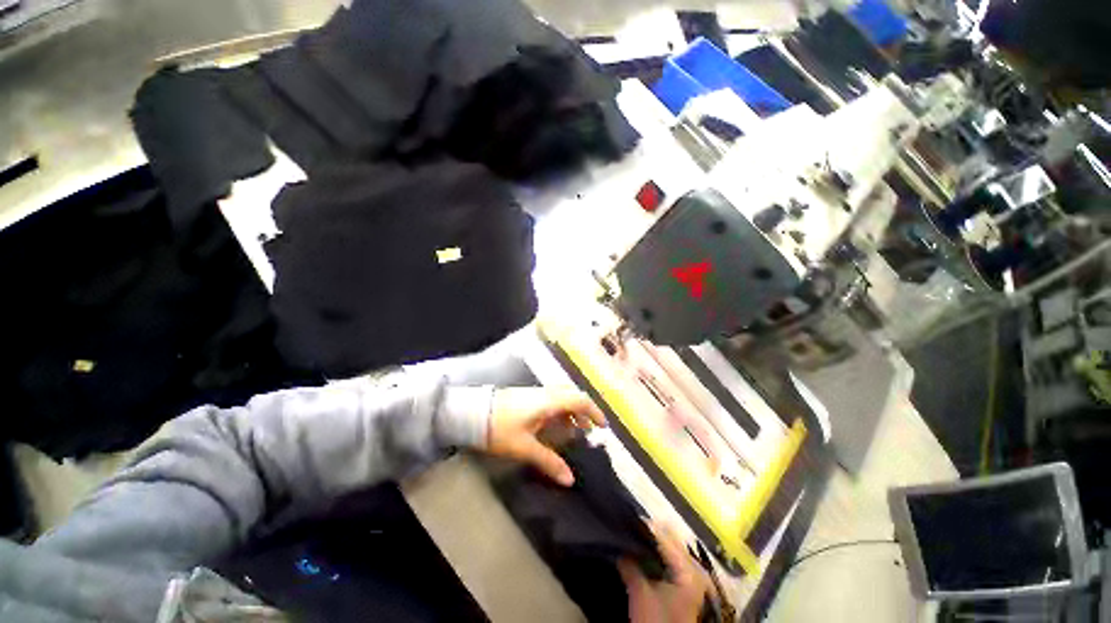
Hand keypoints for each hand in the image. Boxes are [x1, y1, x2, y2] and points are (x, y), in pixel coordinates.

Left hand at [487, 387, 605, 485]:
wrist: (472, 413)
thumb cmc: (500, 428)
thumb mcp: (525, 448)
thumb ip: (548, 461)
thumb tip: (570, 480)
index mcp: (549, 402)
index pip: (579, 400)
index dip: (594, 411)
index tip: (603, 426)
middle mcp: (545, 394)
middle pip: (572, 395)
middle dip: (584, 411)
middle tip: (589, 429)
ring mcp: (535, 393)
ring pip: (562, 397)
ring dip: (571, 410)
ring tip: (574, 430)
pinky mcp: (527, 396)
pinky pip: (551, 399)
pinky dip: (560, 410)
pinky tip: (553, 425)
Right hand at [619, 523, 709, 622]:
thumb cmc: (656, 622)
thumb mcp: (640, 594)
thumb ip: (629, 565)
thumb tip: (618, 545)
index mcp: (687, 568)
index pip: (664, 537)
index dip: (644, 526)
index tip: (626, 518)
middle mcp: (693, 567)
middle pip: (669, 538)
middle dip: (648, 532)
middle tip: (627, 527)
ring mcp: (690, 576)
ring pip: (669, 547)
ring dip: (651, 541)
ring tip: (631, 536)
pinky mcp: (684, 584)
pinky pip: (669, 557)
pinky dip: (656, 552)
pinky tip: (641, 552)